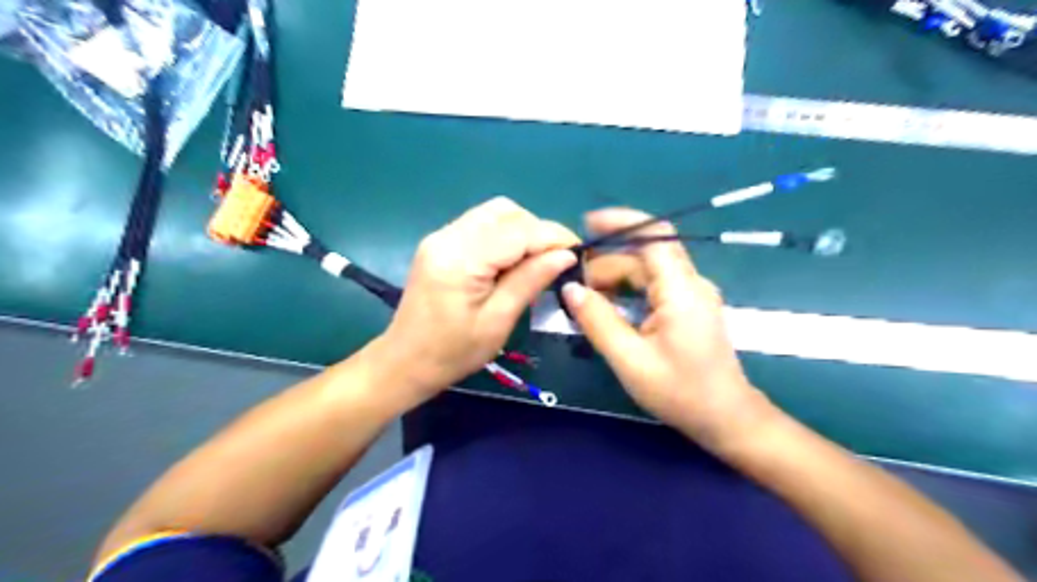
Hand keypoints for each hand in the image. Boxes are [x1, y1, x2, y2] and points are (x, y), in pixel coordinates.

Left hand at [381, 197, 578, 397]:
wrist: (404, 362)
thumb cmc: (452, 353)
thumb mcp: (497, 322)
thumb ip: (530, 281)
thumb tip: (565, 255)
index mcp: (460, 259)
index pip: (517, 231)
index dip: (553, 237)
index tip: (579, 252)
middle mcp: (448, 236)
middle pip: (506, 212)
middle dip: (538, 230)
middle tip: (556, 260)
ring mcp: (441, 236)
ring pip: (494, 213)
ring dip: (522, 230)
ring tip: (537, 260)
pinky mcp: (441, 242)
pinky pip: (481, 224)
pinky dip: (505, 235)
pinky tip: (513, 260)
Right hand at [564, 208, 773, 449]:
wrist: (726, 418)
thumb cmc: (680, 392)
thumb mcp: (630, 360)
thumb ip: (597, 320)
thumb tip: (570, 289)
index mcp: (680, 290)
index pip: (653, 236)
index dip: (620, 222)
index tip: (586, 224)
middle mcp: (690, 283)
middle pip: (645, 254)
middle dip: (608, 261)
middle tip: (575, 284)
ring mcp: (692, 294)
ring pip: (648, 269)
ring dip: (616, 276)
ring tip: (587, 297)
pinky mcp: (689, 307)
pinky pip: (655, 285)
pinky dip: (628, 289)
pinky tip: (609, 306)